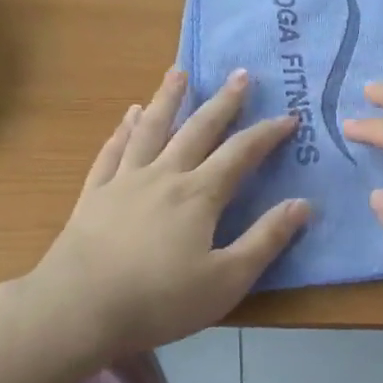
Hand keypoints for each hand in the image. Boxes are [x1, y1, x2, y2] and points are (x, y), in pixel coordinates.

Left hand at [28, 67, 307, 359]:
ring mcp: (125, 181)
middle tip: (240, 74)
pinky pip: (112, 151)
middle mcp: (164, 176)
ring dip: (167, 99)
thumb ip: (266, 239)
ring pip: (151, 129)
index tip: (289, 116)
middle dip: (224, 102)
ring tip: (178, 73)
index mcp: (199, 195)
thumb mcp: (227, 280)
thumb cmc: (160, 300)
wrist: (79, 308)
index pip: (241, 153)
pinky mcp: (94, 194)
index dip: (267, 133)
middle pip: (198, 129)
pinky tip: (128, 116)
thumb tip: (303, 203)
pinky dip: (123, 130)